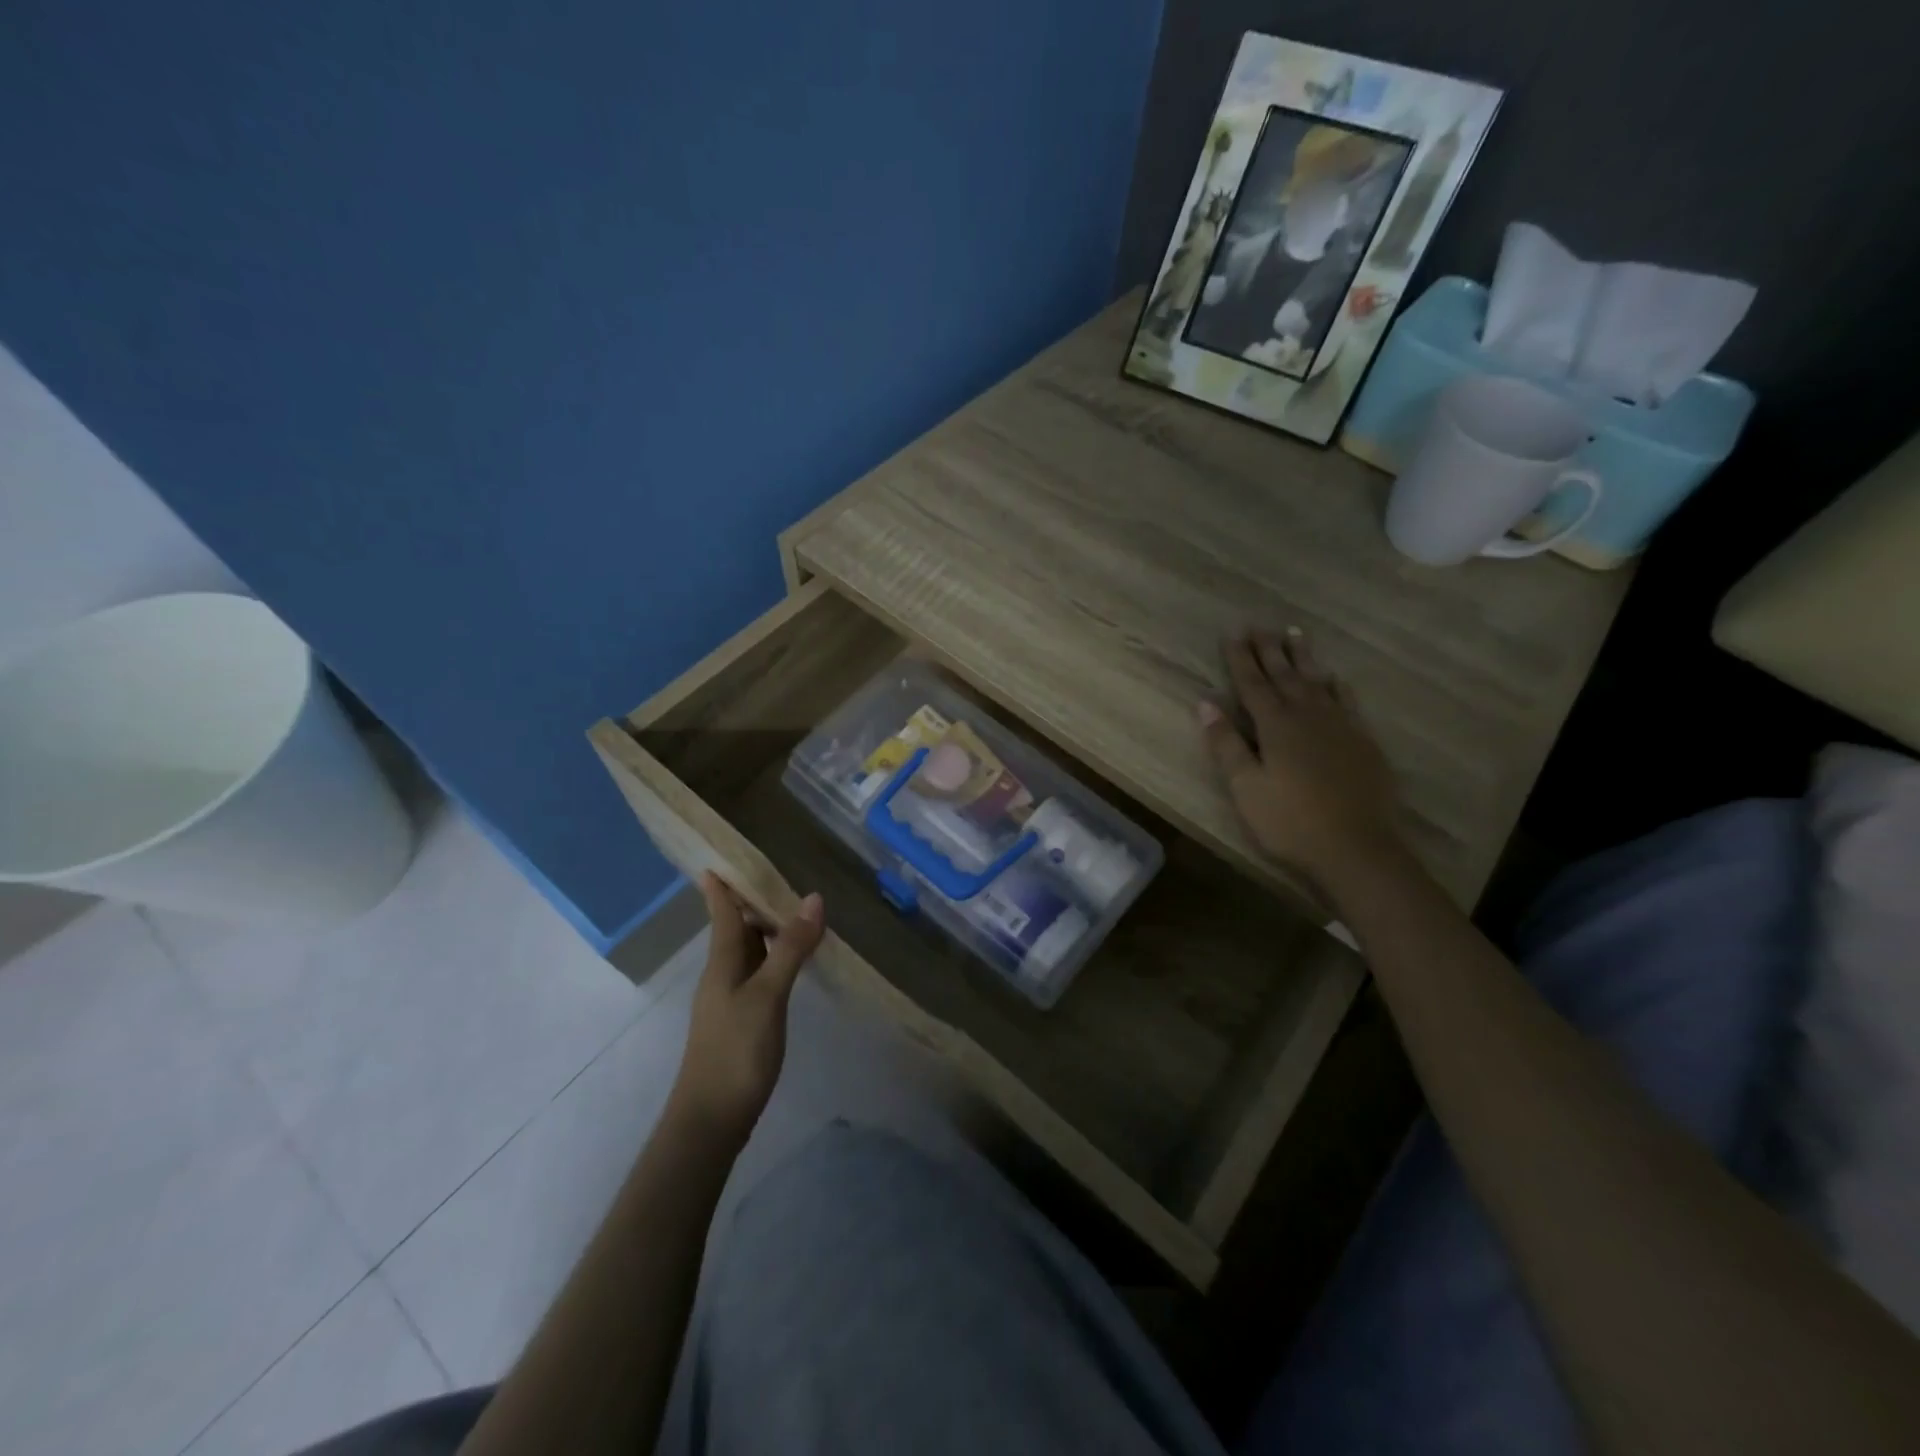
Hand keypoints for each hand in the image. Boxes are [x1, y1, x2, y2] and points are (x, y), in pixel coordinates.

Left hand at [668, 874, 824, 1141]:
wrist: (711, 1120)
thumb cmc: (735, 1051)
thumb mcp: (768, 995)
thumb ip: (790, 948)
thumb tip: (813, 898)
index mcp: (723, 963)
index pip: (722, 914)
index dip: (720, 888)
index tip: (717, 861)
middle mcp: (722, 975)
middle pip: (735, 929)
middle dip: (752, 903)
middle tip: (782, 877)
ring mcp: (730, 1000)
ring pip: (748, 953)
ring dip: (767, 931)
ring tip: (796, 913)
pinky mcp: (741, 1021)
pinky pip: (757, 974)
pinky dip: (774, 958)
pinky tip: (793, 964)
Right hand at [1198, 629, 1402, 893]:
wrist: (1357, 848)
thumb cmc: (1290, 821)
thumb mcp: (1245, 786)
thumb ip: (1226, 744)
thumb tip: (1205, 703)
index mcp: (1275, 725)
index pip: (1251, 683)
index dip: (1240, 658)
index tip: (1232, 634)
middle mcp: (1308, 715)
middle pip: (1284, 675)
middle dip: (1268, 649)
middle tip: (1259, 625)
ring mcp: (1340, 726)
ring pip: (1317, 681)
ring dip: (1303, 657)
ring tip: (1294, 633)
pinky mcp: (1362, 741)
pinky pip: (1347, 701)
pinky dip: (1337, 685)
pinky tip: (1334, 678)